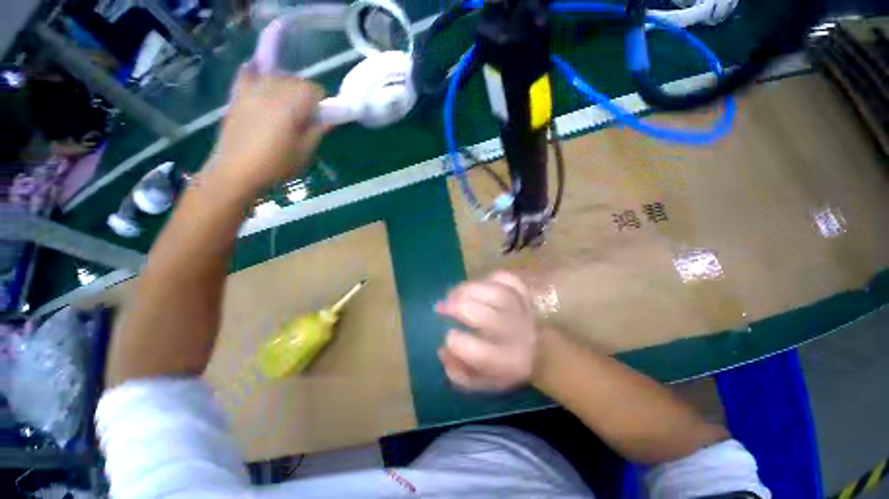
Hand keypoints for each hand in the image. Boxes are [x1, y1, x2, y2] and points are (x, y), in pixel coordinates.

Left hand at [207, 66, 328, 198]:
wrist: (237, 171)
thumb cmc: (276, 165)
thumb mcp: (304, 152)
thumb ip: (317, 131)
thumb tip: (330, 118)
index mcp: (290, 107)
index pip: (312, 89)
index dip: (321, 102)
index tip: (320, 117)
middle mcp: (270, 92)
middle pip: (295, 79)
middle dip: (305, 93)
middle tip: (305, 114)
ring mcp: (251, 92)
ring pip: (275, 76)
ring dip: (286, 85)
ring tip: (286, 104)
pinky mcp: (237, 96)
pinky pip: (247, 74)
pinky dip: (257, 74)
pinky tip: (261, 82)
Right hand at [435, 271, 539, 390]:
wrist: (540, 351)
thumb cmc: (505, 367)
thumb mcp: (482, 381)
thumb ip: (458, 372)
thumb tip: (442, 350)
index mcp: (507, 362)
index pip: (481, 354)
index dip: (457, 342)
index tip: (447, 335)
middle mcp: (516, 335)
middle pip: (488, 318)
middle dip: (459, 308)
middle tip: (442, 306)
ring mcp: (523, 310)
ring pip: (497, 293)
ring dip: (469, 290)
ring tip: (454, 293)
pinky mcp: (525, 293)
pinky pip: (508, 279)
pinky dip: (491, 278)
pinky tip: (479, 285)